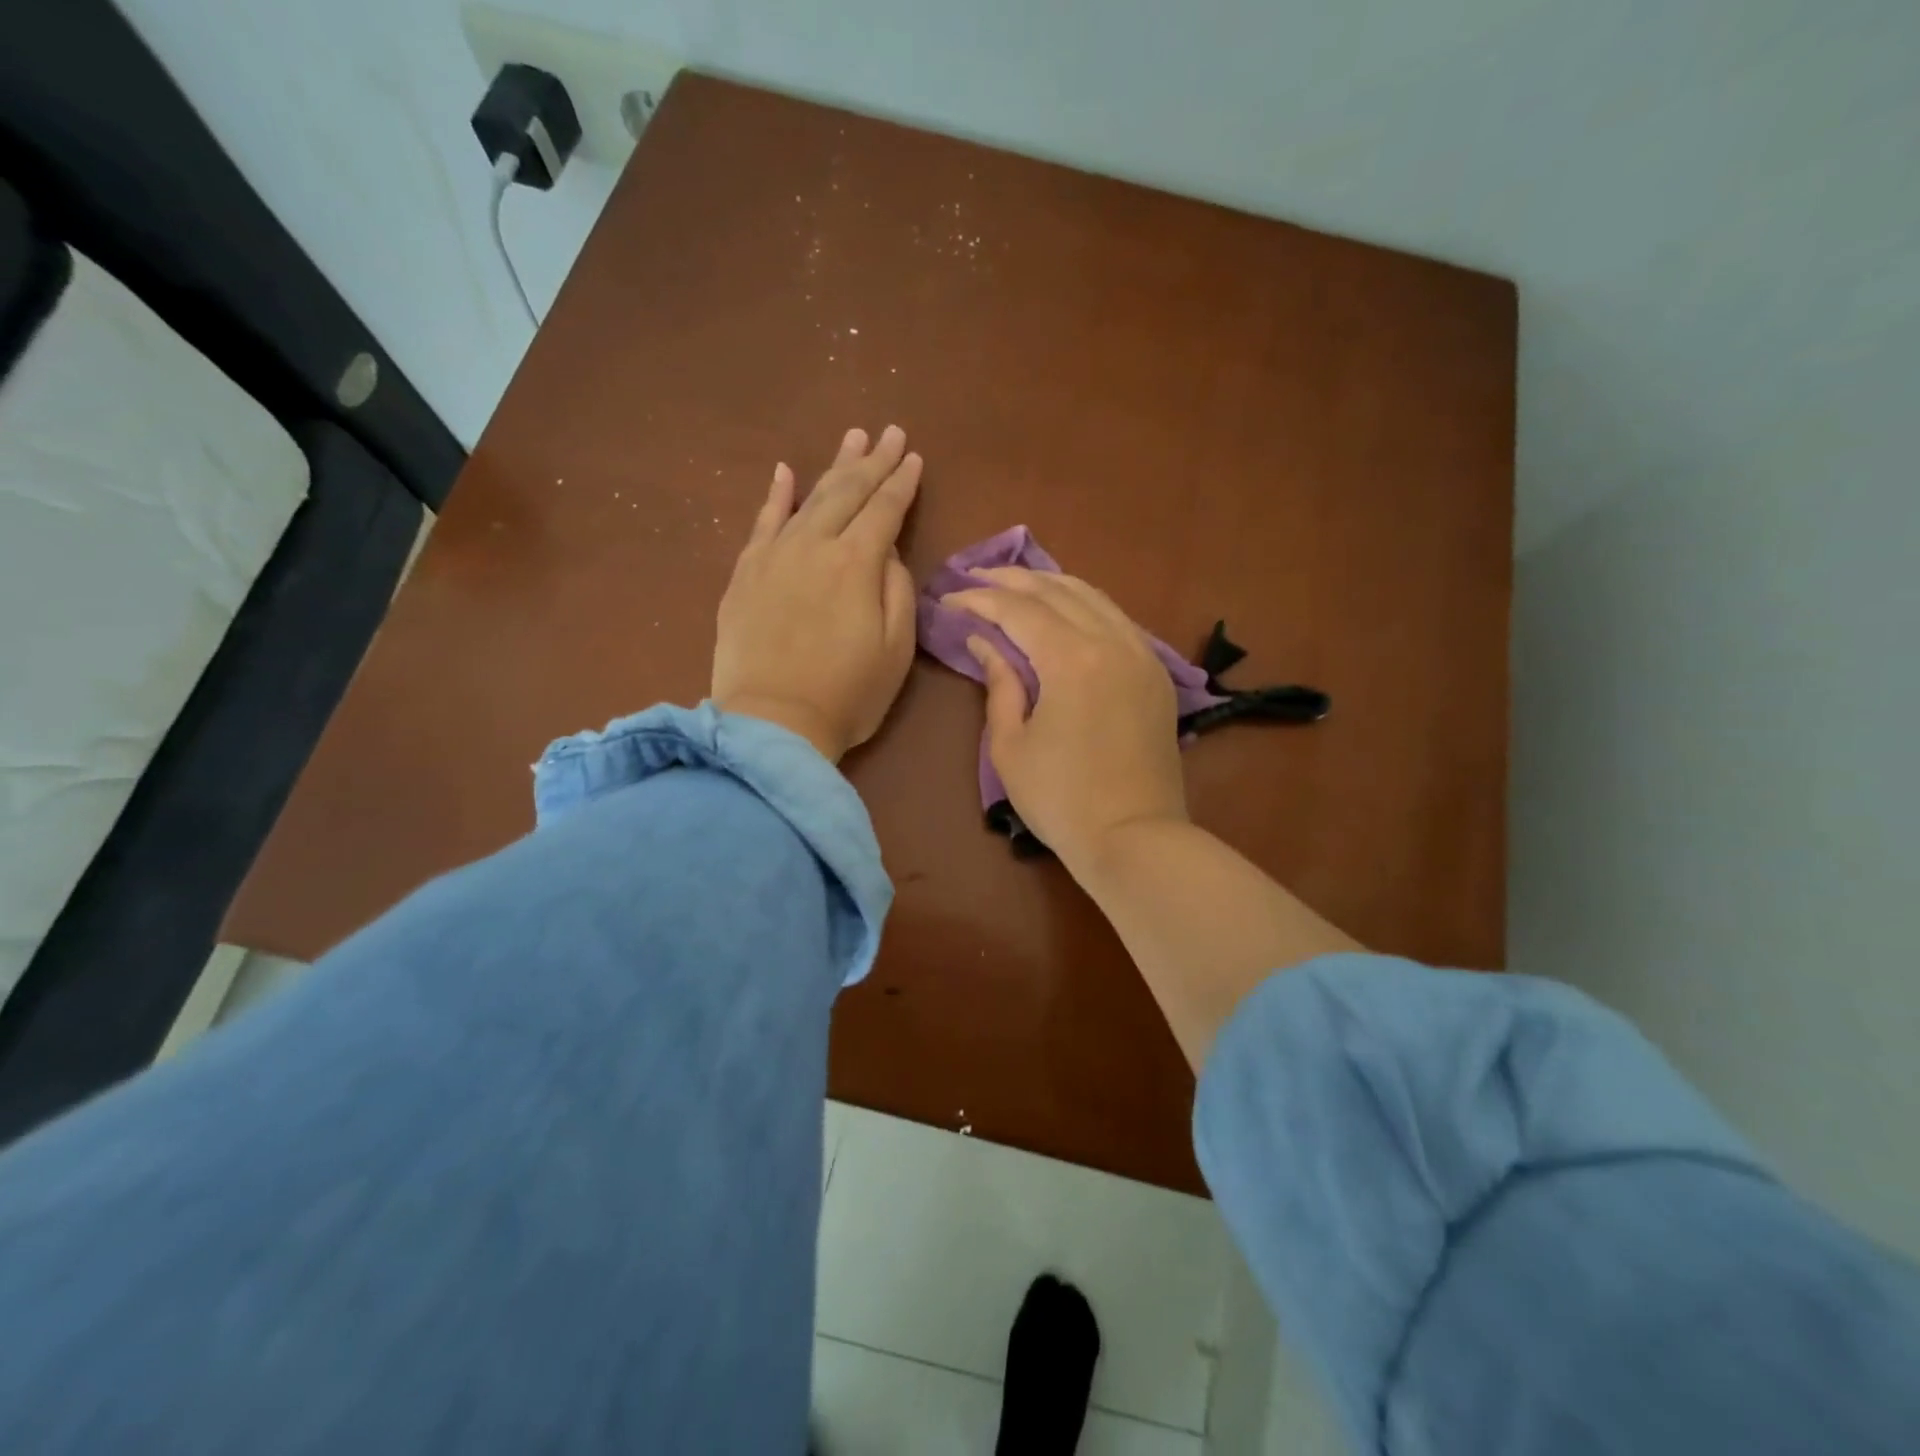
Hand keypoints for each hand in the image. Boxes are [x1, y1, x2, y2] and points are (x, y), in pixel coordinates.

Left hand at [712, 426, 921, 762]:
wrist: (772, 723)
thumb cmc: (847, 695)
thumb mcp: (897, 649)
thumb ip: (898, 590)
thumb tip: (888, 554)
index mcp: (857, 564)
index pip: (885, 509)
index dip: (902, 482)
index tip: (915, 457)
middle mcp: (815, 546)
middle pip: (848, 492)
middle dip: (873, 461)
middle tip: (890, 432)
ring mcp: (774, 556)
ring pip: (808, 499)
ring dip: (833, 468)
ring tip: (852, 439)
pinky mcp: (745, 574)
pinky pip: (762, 523)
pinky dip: (776, 496)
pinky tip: (785, 472)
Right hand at [940, 568, 1187, 865]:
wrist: (1134, 837)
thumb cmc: (1061, 799)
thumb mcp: (1011, 745)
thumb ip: (999, 684)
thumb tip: (985, 642)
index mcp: (1073, 659)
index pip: (1019, 610)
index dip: (980, 599)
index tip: (951, 597)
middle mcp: (1112, 642)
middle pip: (1058, 591)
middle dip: (1013, 580)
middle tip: (978, 578)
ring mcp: (1142, 655)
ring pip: (1094, 597)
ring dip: (1052, 585)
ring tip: (1018, 585)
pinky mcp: (1156, 674)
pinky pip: (1117, 619)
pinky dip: (1086, 606)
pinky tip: (1066, 612)